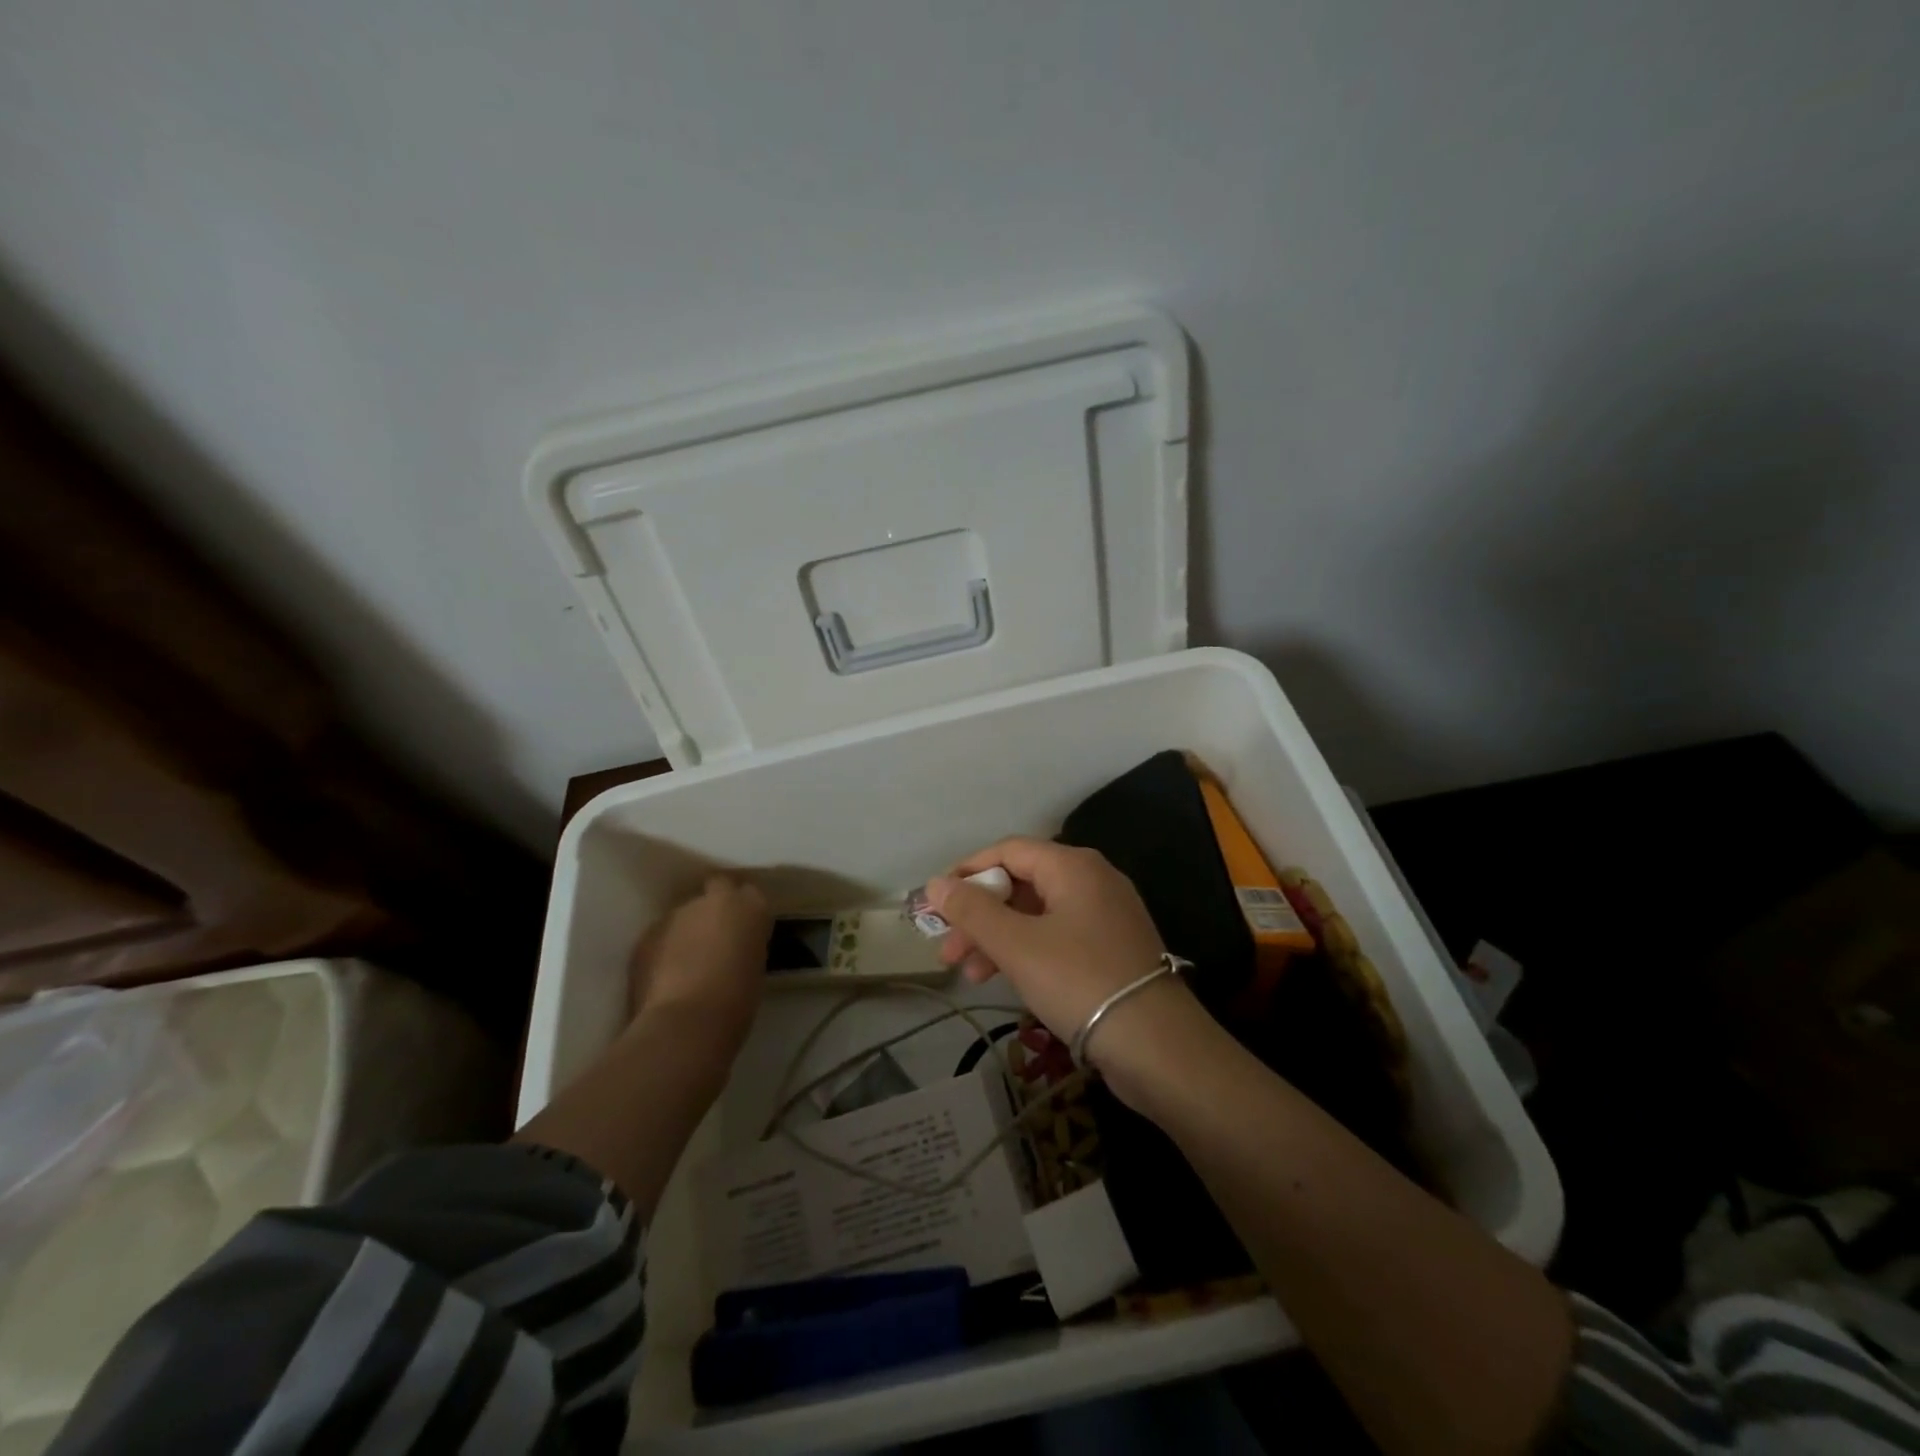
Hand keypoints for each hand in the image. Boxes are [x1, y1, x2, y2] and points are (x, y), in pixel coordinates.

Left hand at [627, 875, 770, 1052]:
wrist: (686, 1024)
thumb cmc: (736, 1002)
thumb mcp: (754, 967)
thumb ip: (742, 945)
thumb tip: (730, 947)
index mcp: (748, 907)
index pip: (747, 892)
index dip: (741, 910)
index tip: (741, 929)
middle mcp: (711, 900)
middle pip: (713, 892)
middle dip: (712, 911)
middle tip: (714, 941)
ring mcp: (674, 915)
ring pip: (683, 915)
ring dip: (685, 931)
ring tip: (686, 965)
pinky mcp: (646, 936)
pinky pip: (660, 937)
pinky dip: (662, 950)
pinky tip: (664, 978)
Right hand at [926, 837, 1179, 1051]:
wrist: (1156, 1045)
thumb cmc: (1079, 981)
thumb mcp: (1017, 945)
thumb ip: (973, 911)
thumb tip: (935, 885)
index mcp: (1073, 866)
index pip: (1008, 850)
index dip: (968, 871)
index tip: (937, 903)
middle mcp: (1092, 880)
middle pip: (1021, 883)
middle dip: (979, 915)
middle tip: (947, 949)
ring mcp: (1104, 915)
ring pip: (1036, 914)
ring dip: (997, 938)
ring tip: (968, 974)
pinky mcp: (1110, 948)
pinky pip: (1056, 936)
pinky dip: (1026, 951)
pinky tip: (1002, 979)